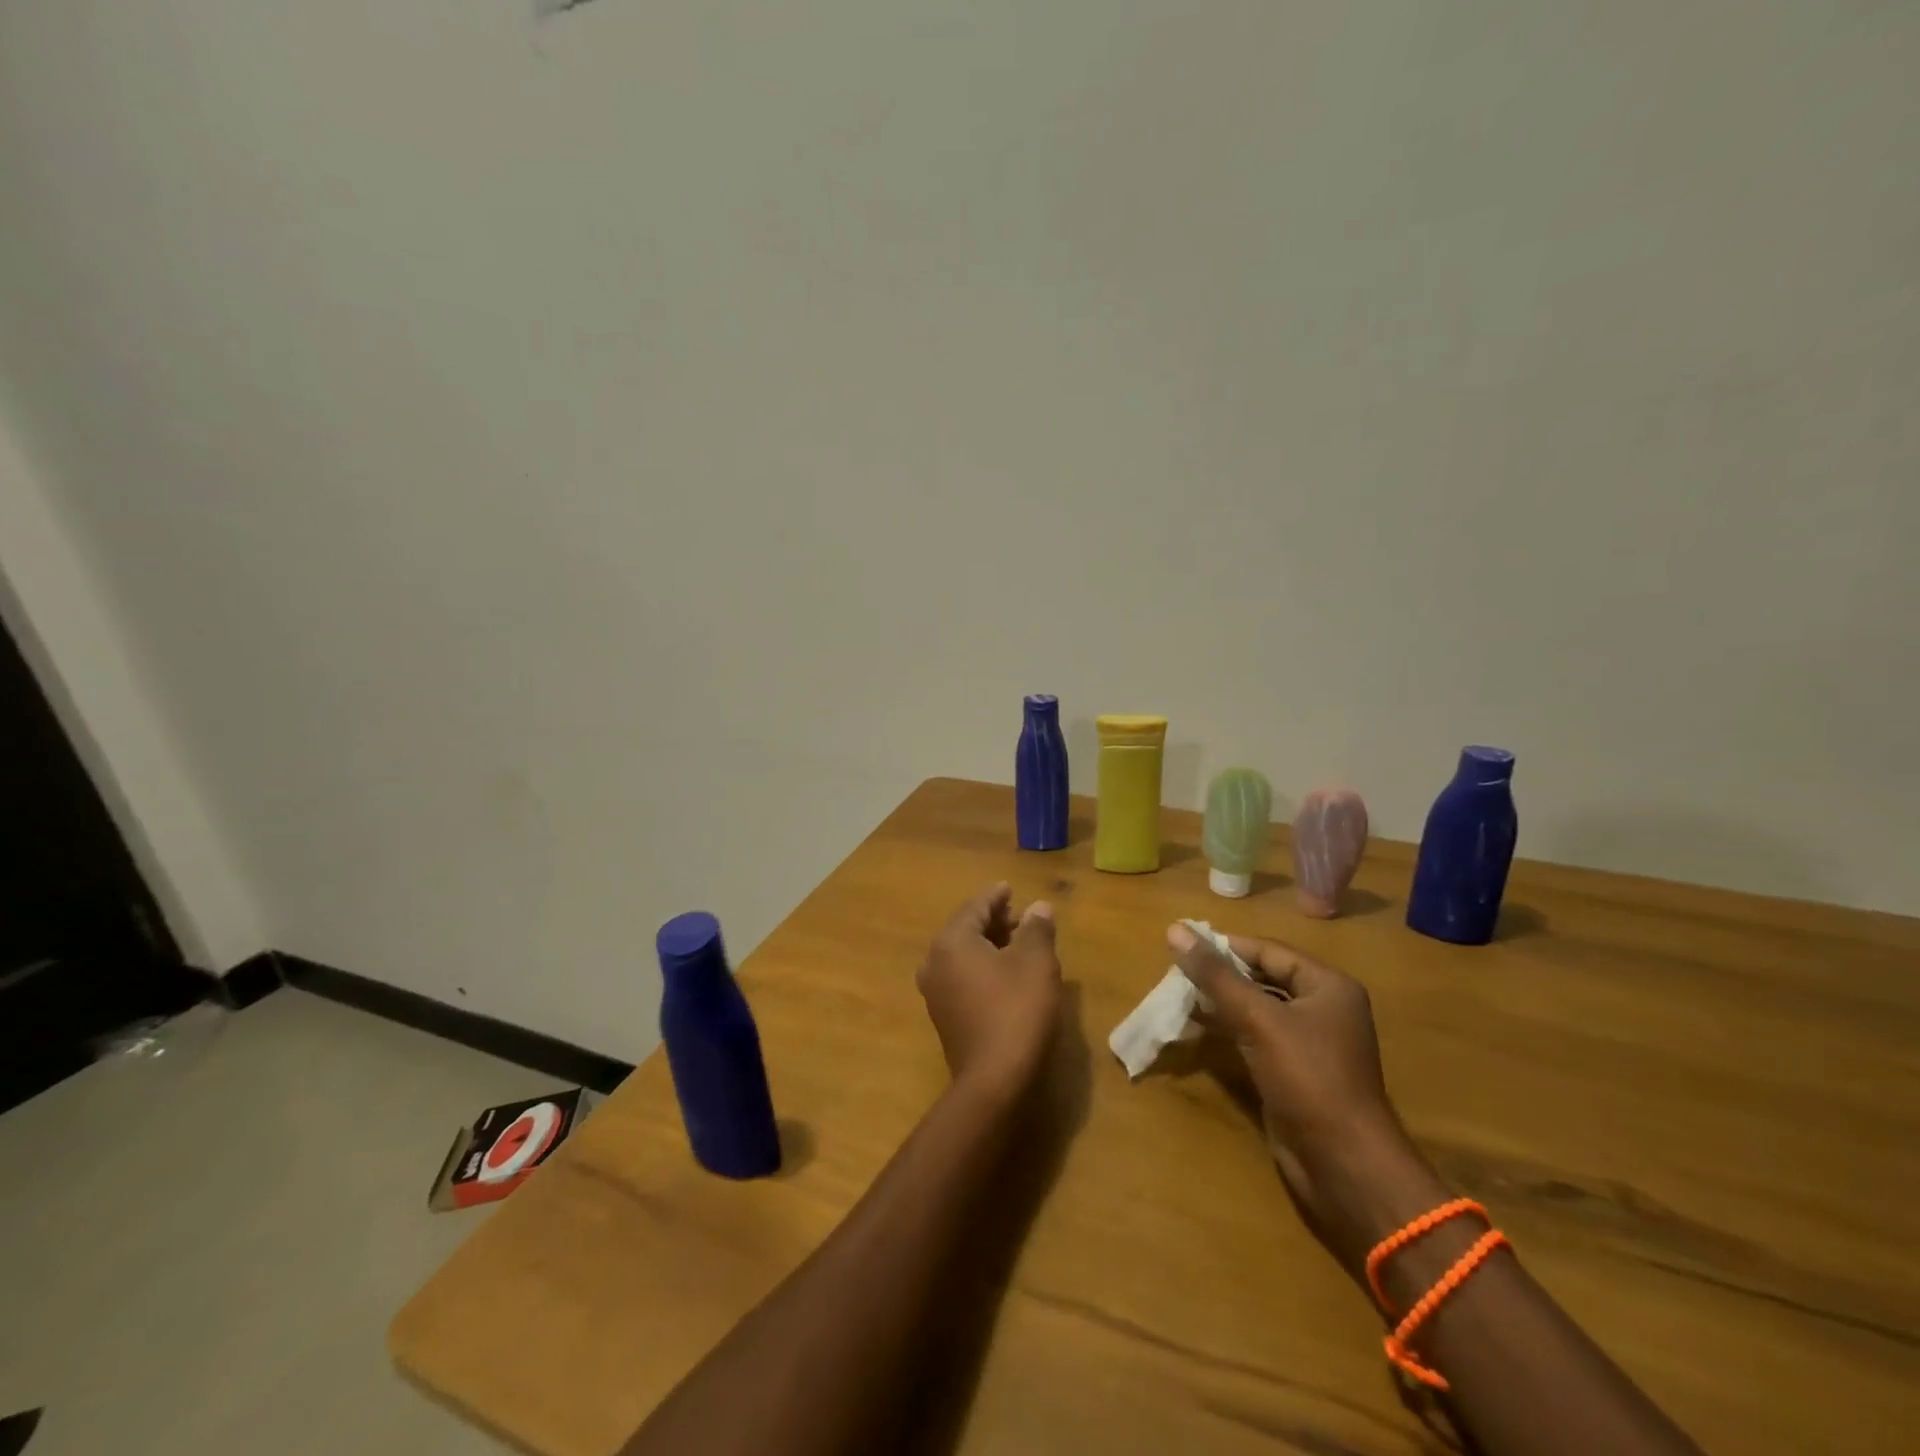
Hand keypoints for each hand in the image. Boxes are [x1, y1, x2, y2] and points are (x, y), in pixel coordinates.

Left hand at [918, 884, 1062, 1098]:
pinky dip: (981, 967)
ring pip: (962, 955)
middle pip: (965, 930)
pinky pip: (961, 977)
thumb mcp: (1037, 963)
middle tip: (1020, 916)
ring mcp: (935, 992)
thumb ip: (1036, 929)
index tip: (1009, 888)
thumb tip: (1038, 907)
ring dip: (989, 944)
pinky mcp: (943, 1016)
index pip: (975, 908)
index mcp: (952, 942)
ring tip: (1018, 943)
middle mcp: (934, 962)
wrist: (994, 1081)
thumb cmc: (1017, 1010)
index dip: (995, 897)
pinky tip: (1005, 974)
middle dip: (993, 921)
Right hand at [1169, 924, 1448, 1269]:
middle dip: (1221, 976)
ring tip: (1180, 997)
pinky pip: (1257, 1038)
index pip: (1268, 951)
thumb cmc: (1308, 1078)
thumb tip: (1175, 929)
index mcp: (1328, 986)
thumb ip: (1215, 975)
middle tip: (1176, 972)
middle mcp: (1324, 1009)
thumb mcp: (1258, 1020)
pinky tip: (1198, 1029)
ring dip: (1222, 1003)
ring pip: (1258, 1009)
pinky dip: (1229, 1031)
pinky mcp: (1295, 1073)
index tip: (1182, 945)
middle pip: (1264, 978)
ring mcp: (1311, 1043)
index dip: (1226, 946)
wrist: (1344, 1166)